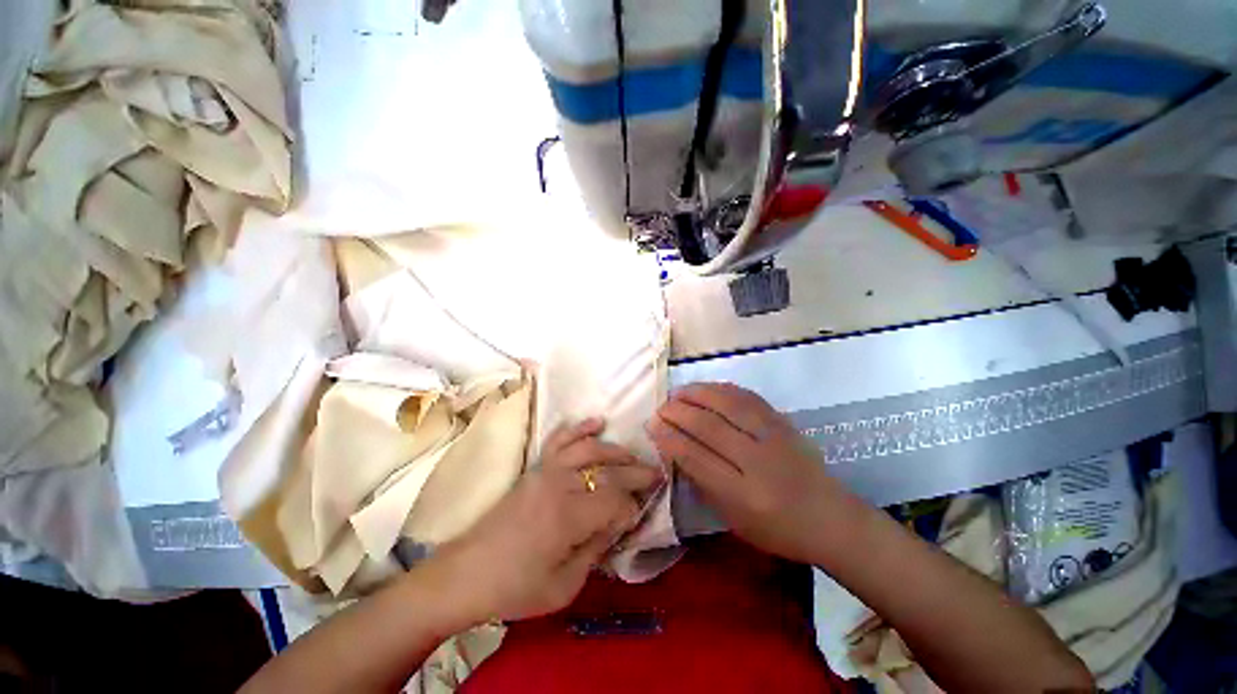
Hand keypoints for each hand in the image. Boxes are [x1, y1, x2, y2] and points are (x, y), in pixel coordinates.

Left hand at [429, 418, 661, 623]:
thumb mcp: (564, 586)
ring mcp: (546, 471)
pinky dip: (580, 427)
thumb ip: (596, 551)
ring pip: (589, 449)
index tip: (639, 515)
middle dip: (636, 472)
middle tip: (656, 474)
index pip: (615, 500)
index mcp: (568, 517)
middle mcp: (560, 485)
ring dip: (616, 450)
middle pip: (608, 470)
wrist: (465, 573)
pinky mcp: (535, 468)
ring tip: (633, 457)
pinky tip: (597, 422)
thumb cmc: (514, 588)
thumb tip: (618, 524)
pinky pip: (561, 439)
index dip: (633, 506)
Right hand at [647, 382, 845, 563]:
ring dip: (697, 394)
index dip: (669, 438)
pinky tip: (707, 389)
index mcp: (743, 495)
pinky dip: (722, 389)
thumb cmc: (778, 529)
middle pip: (708, 426)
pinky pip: (747, 397)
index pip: (696, 457)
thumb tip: (676, 448)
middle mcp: (758, 461)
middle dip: (677, 413)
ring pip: (727, 404)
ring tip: (678, 393)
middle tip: (660, 408)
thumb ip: (703, 483)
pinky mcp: (783, 422)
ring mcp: (773, 436)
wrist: (832, 519)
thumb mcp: (733, 519)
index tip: (651, 425)